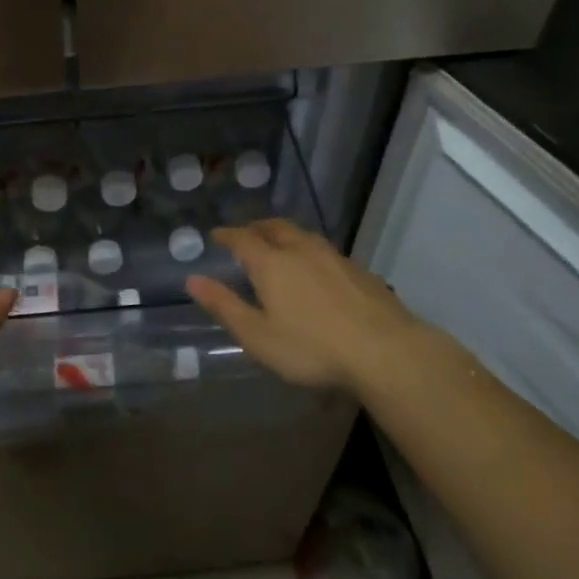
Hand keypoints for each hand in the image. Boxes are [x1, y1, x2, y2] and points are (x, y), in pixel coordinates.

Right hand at [185, 219, 423, 394]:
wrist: (385, 351)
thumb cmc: (311, 347)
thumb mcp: (257, 335)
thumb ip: (224, 306)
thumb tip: (193, 280)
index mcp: (271, 263)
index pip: (242, 238)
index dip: (226, 235)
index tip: (216, 235)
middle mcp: (301, 250)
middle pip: (274, 228)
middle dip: (256, 228)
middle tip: (245, 235)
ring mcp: (334, 258)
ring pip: (302, 235)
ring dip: (284, 235)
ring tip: (277, 246)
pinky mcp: (359, 271)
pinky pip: (324, 250)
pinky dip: (308, 251)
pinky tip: (314, 270)